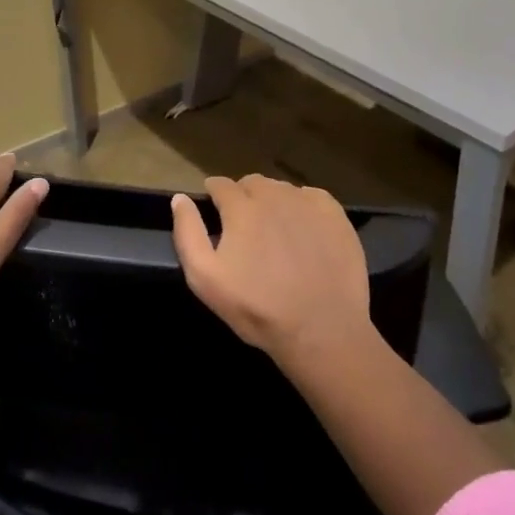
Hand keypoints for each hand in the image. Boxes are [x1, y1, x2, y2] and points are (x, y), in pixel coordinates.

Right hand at [170, 174, 370, 366]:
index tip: (216, 212)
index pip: (220, 184)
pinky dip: (303, 207)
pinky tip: (304, 233)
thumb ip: (188, 233)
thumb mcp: (205, 279)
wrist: (321, 330)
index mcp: (241, 207)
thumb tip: (179, 198)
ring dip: (273, 202)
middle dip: (244, 198)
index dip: (214, 196)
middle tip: (246, 229)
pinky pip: (312, 197)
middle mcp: (274, 195)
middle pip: (252, 183)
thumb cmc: (258, 308)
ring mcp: (307, 202)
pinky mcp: (335, 215)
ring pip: (282, 189)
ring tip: (276, 233)